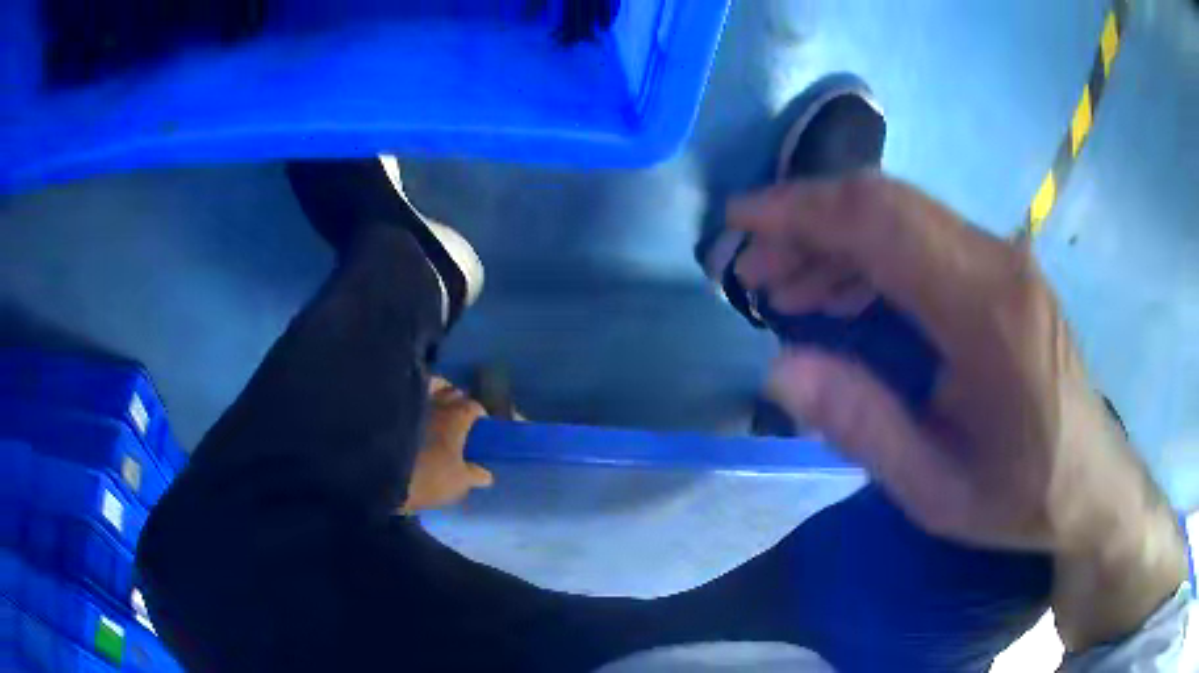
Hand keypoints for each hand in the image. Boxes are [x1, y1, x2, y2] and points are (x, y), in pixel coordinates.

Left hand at [401, 377, 493, 513]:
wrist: (379, 470)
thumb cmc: (427, 476)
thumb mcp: (457, 484)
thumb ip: (473, 476)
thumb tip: (486, 474)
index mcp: (457, 417)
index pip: (474, 407)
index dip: (478, 414)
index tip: (479, 425)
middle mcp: (436, 402)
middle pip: (452, 391)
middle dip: (458, 399)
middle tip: (458, 415)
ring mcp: (411, 402)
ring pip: (429, 387)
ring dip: (435, 393)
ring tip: (435, 407)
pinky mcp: (391, 406)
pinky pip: (407, 394)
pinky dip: (413, 397)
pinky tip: (412, 409)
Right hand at [730, 174, 1186, 650]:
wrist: (1090, 481)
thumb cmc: (1019, 495)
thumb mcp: (935, 490)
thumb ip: (862, 426)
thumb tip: (779, 367)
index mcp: (986, 312)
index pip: (879, 221)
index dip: (799, 210)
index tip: (739, 223)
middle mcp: (997, 262)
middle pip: (885, 203)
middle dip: (806, 222)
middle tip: (756, 272)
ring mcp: (1004, 259)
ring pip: (901, 214)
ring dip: (835, 238)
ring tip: (788, 287)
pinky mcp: (1003, 270)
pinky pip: (923, 237)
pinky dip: (870, 254)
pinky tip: (844, 294)